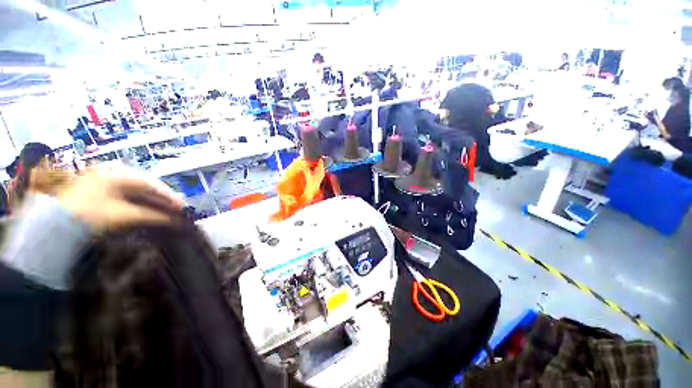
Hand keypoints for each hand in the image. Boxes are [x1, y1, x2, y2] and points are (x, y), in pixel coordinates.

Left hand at [57, 168, 183, 231]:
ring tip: (166, 208)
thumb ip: (151, 215)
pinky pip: (126, 192)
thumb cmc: (91, 215)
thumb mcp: (123, 215)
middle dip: (162, 197)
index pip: (151, 183)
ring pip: (137, 188)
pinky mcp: (100, 188)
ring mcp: (105, 179)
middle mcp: (113, 172)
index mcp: (118, 174)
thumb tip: (175, 219)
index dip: (169, 195)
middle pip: (145, 184)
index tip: (182, 205)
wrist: (56, 224)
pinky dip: (139, 200)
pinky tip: (148, 207)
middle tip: (176, 207)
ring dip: (152, 199)